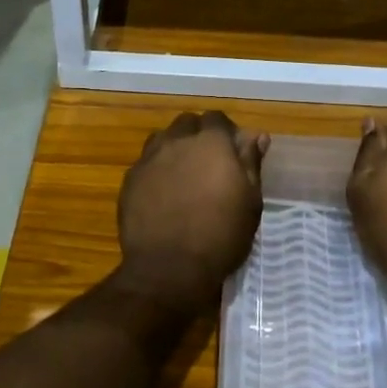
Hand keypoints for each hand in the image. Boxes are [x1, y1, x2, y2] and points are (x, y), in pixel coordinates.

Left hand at [118, 110, 269, 309]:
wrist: (168, 268)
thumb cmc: (220, 236)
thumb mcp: (250, 202)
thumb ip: (251, 164)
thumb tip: (256, 135)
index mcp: (211, 143)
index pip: (217, 119)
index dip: (225, 131)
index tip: (232, 151)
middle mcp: (177, 142)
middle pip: (187, 124)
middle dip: (198, 135)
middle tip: (208, 162)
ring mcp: (149, 159)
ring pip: (163, 139)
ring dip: (175, 148)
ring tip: (184, 174)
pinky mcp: (130, 180)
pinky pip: (146, 163)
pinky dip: (156, 169)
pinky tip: (163, 192)